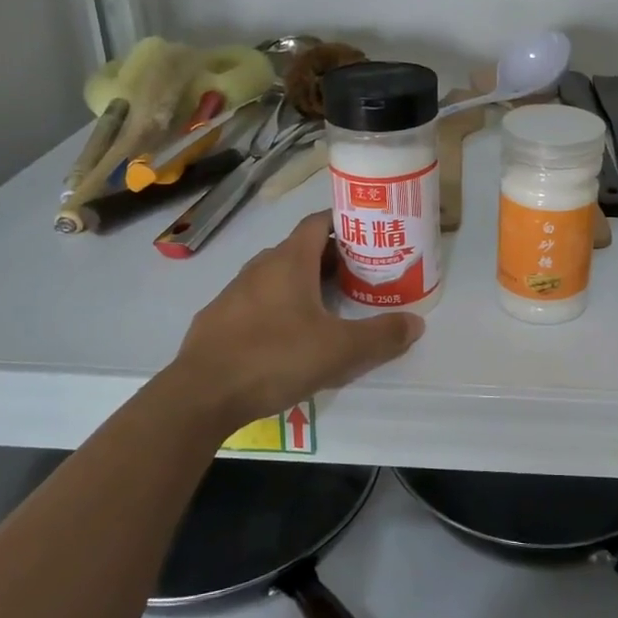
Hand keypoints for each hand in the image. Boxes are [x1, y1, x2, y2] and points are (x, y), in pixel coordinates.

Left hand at [170, 211, 424, 428]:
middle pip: (300, 250)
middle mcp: (260, 267)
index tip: (367, 234)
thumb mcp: (340, 350)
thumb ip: (381, 335)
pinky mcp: (218, 319)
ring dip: (303, 284)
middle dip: (331, 259)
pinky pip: (256, 302)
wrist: (201, 395)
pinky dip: (277, 307)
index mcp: (290, 261)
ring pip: (276, 276)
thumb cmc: (276, 358)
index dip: (343, 223)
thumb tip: (416, 323)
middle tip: (360, 276)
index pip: (318, 222)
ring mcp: (234, 293)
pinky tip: (287, 337)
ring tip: (329, 307)